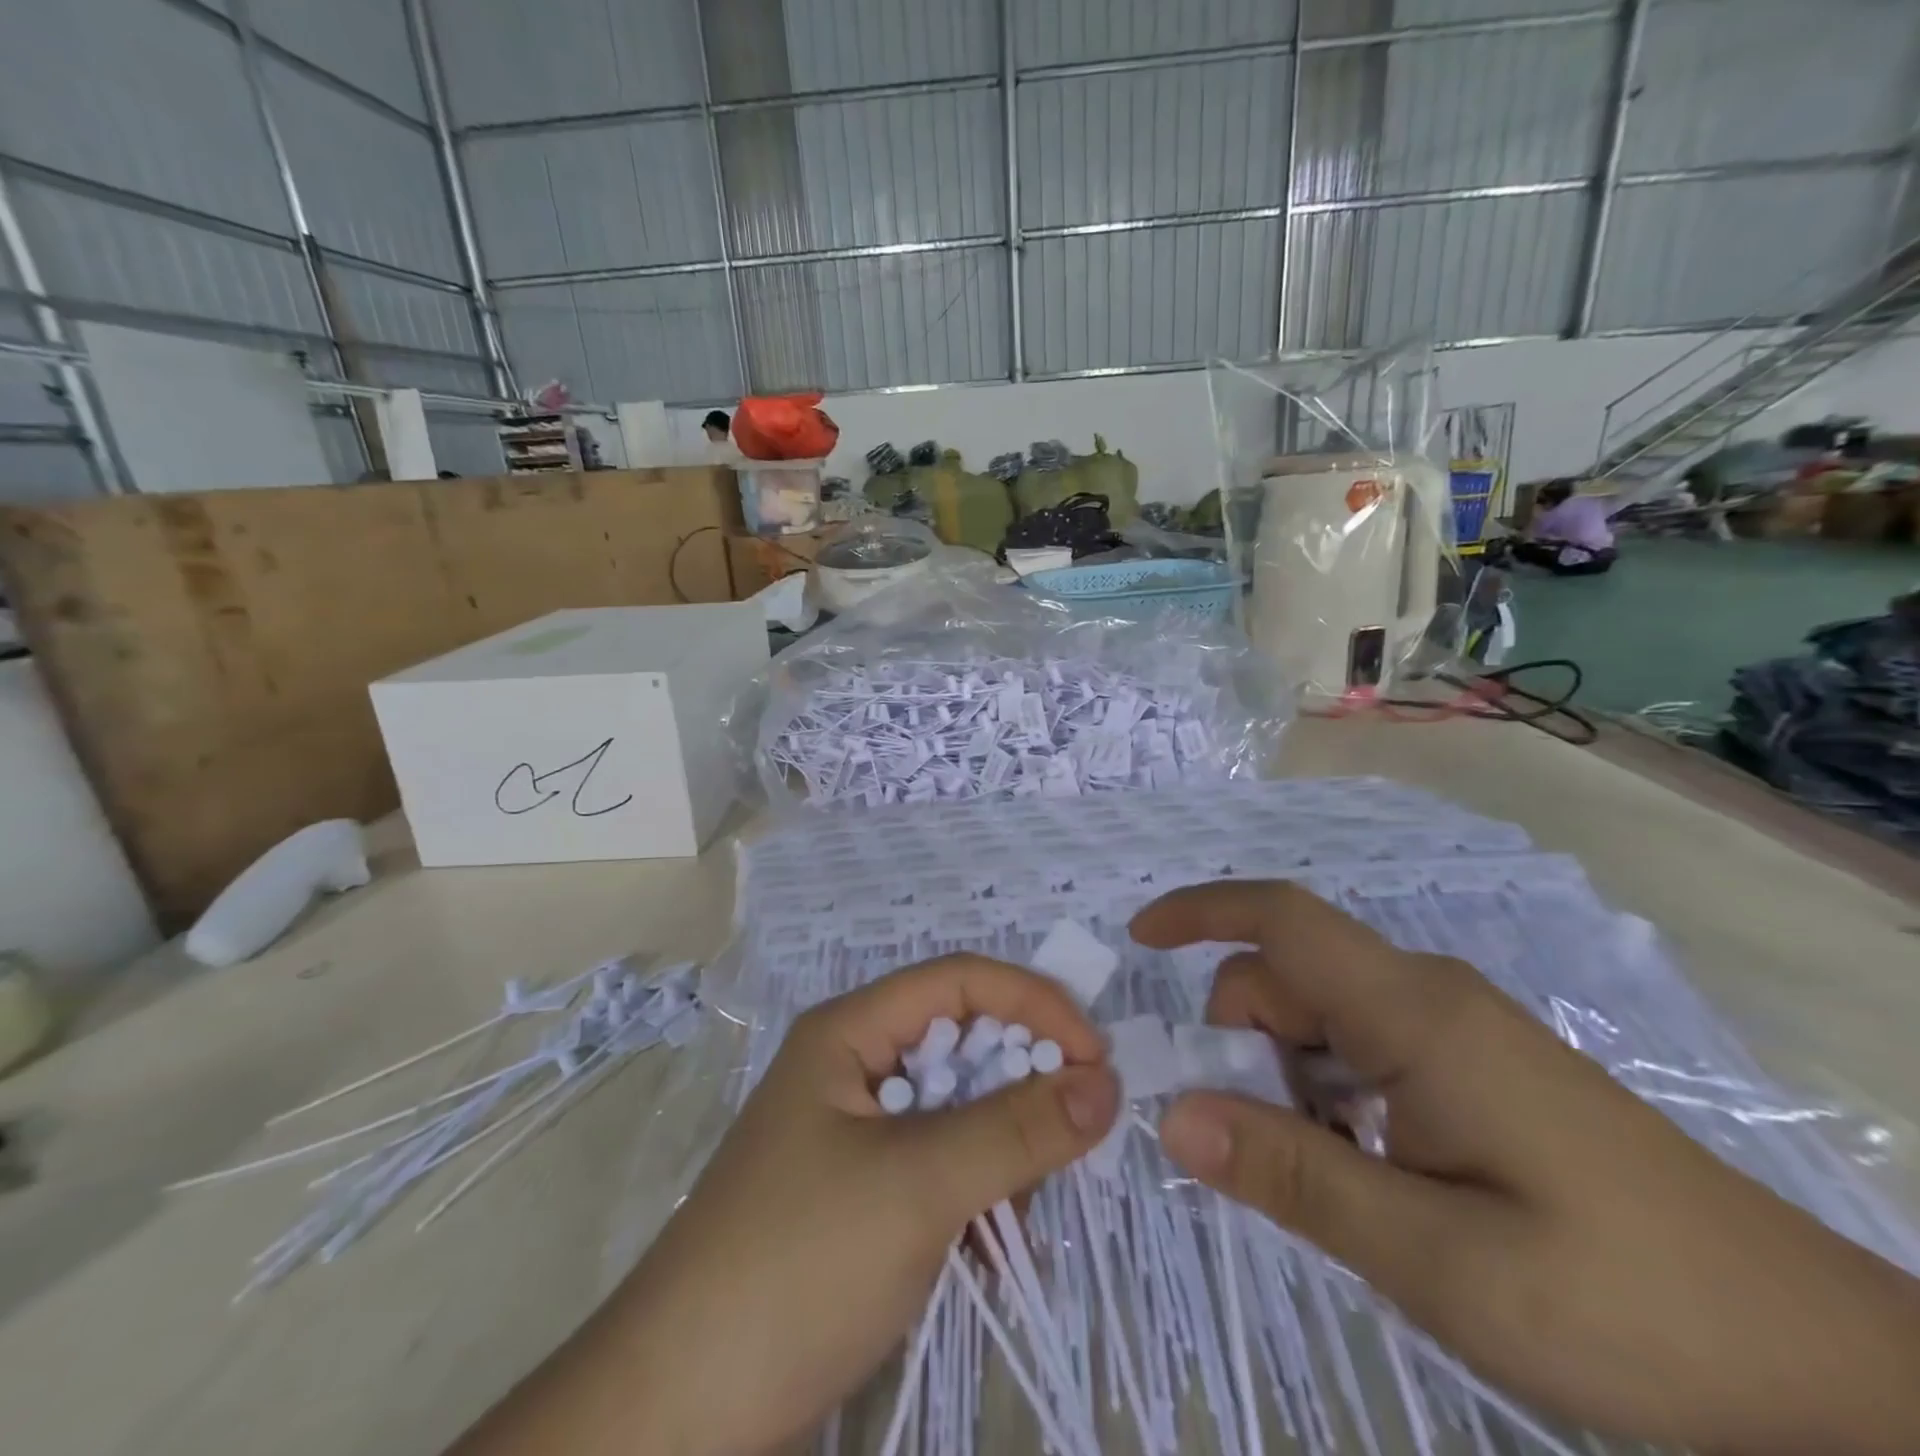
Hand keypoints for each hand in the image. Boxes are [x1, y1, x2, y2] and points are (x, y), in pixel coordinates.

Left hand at [450, 956, 1118, 1455]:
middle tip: (1074, 1139)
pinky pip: (941, 1162)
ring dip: (1003, 1147)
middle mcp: (853, 1065)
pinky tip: (990, 1248)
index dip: (1034, 1003)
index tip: (1097, 1061)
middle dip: (1024, 1081)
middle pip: (963, 1040)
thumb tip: (1108, 1081)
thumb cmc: (798, 1264)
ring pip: (958, 1107)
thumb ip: (1017, 1128)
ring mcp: (855, 1130)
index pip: (961, 980)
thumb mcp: (918, 1185)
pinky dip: (977, 1191)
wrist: (678, 1412)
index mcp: (850, 1031)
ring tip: (1018, 1215)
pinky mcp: (860, 1190)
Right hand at [1134, 880, 1919, 1455]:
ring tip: (1334, 1186)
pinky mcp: (1472, 1065)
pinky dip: (1329, 1098)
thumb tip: (1171, 1116)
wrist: (1823, 1369)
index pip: (1280, 918)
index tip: (1137, 939)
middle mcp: (1425, 997)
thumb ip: (1293, 1176)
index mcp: (1412, 1013)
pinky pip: (1362, 1052)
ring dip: (1288, 1083)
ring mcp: (1454, 1029)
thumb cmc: (1623, 1302)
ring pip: (1320, 1021)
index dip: (1200, 911)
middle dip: (1241, 1046)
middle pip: (1287, 982)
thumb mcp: (1435, 1258)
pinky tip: (1371, 1178)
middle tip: (1259, 1152)